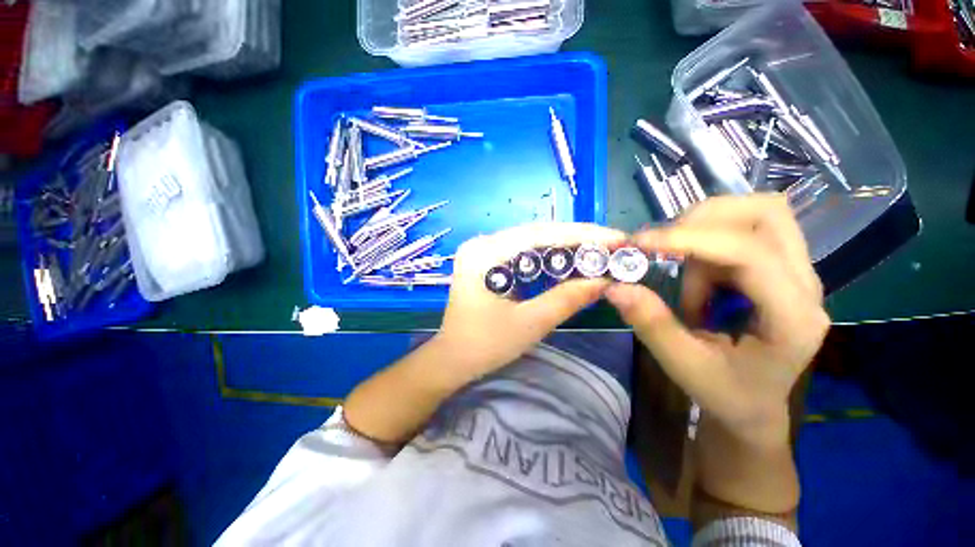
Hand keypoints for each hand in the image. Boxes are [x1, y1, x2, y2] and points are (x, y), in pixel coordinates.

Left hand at [433, 222, 625, 387]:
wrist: (453, 360)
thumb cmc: (485, 345)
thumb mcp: (530, 323)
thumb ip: (567, 299)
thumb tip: (605, 281)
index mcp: (484, 253)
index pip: (538, 234)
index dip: (580, 234)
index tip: (615, 238)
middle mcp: (482, 243)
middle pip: (535, 233)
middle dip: (576, 238)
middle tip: (612, 244)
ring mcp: (483, 251)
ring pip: (531, 241)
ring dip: (565, 245)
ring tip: (598, 250)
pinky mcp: (488, 261)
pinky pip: (523, 252)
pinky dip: (548, 256)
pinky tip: (570, 259)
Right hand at [606, 195, 828, 439]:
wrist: (755, 404)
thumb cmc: (727, 393)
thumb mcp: (684, 365)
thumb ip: (651, 324)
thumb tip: (615, 287)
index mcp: (793, 318)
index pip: (749, 253)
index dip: (690, 239)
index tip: (640, 243)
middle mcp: (805, 284)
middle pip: (766, 213)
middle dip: (704, 219)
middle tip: (665, 245)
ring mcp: (796, 272)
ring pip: (754, 215)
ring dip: (703, 233)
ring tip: (683, 276)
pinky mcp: (778, 268)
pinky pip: (741, 231)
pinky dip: (706, 244)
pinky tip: (695, 280)